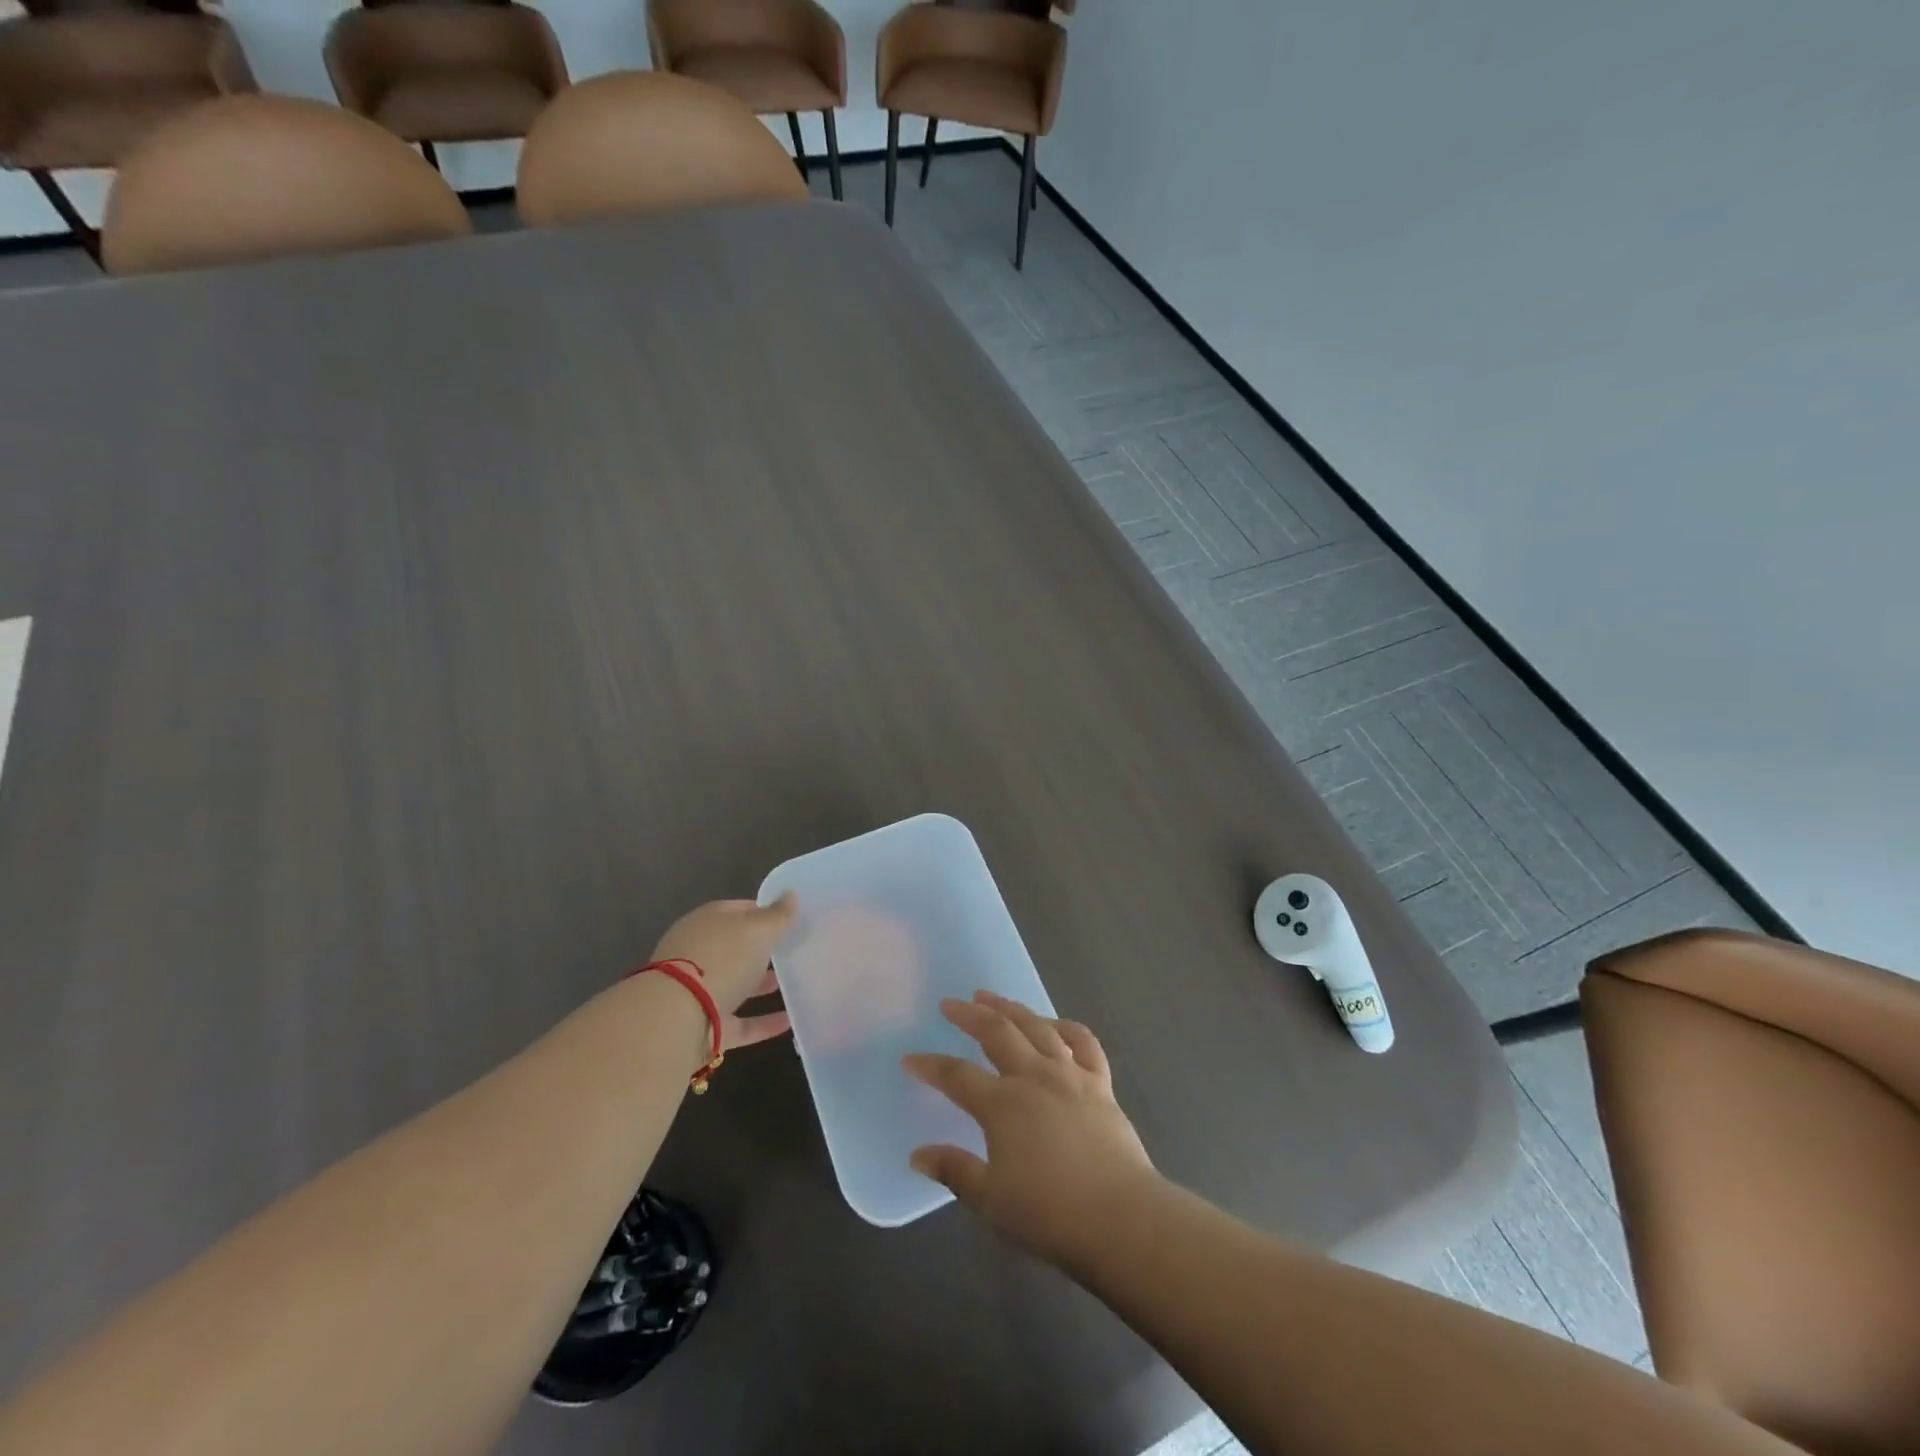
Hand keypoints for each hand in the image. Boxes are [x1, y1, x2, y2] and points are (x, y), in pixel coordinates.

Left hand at [649, 895, 795, 1050]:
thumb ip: (777, 916)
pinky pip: (740, 1022)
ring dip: (762, 985)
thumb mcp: (758, 929)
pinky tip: (790, 1021)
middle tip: (795, 951)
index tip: (791, 920)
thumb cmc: (721, 958)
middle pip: (735, 948)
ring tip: (797, 984)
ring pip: (736, 984)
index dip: (765, 912)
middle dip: (762, 950)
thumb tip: (791, 895)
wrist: (677, 1016)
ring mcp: (699, 991)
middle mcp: (699, 953)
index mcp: (707, 922)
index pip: (739, 910)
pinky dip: (763, 1022)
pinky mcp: (705, 1026)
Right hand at [903, 991, 1156, 1265]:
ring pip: (1036, 1027)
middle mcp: (1034, 1077)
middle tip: (950, 1004)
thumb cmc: (1050, 1214)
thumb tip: (918, 1155)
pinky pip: (1083, 1042)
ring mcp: (1070, 1075)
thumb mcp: (991, 1200)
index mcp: (1002, 1104)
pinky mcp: (1101, 1084)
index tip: (910, 1058)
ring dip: (1010, 1008)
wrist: (1121, 1219)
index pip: (956, 1076)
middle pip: (996, 1032)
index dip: (930, 1066)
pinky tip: (1054, 1024)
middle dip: (968, 1015)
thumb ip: (954, 1171)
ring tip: (990, 997)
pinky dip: (1065, 1027)